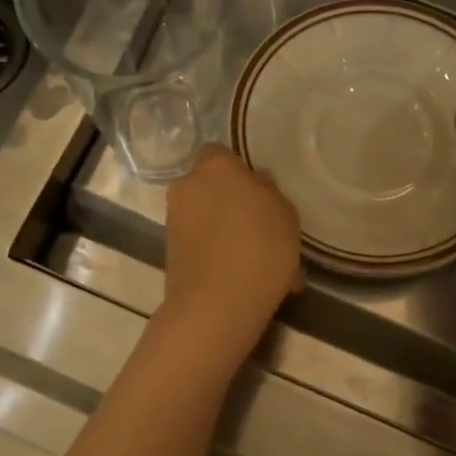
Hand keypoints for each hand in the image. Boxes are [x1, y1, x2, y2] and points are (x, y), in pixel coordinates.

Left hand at [160, 145, 301, 363]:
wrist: (217, 304)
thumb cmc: (259, 246)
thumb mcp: (284, 211)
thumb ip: (267, 190)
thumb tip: (254, 184)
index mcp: (214, 167)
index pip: (218, 151)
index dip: (238, 168)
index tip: (259, 190)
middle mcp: (186, 188)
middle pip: (210, 187)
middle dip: (231, 202)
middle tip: (262, 227)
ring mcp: (174, 223)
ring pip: (207, 220)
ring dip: (228, 233)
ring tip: (261, 262)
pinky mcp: (171, 255)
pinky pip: (203, 247)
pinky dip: (220, 257)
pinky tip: (248, 279)